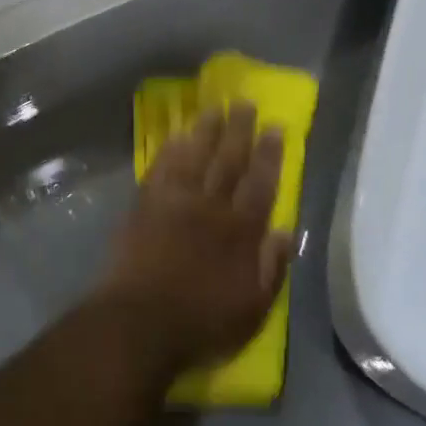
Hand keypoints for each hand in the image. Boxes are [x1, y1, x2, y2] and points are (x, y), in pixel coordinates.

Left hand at [97, 105, 292, 370]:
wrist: (139, 322)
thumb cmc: (202, 323)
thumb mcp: (253, 309)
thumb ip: (272, 268)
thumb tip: (286, 231)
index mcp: (241, 231)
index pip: (261, 183)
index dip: (269, 154)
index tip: (275, 127)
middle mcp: (211, 207)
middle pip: (228, 161)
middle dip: (239, 130)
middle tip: (244, 102)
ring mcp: (175, 202)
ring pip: (194, 156)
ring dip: (205, 130)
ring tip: (213, 108)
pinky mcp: (144, 205)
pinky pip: (160, 168)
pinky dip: (169, 150)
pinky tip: (175, 135)